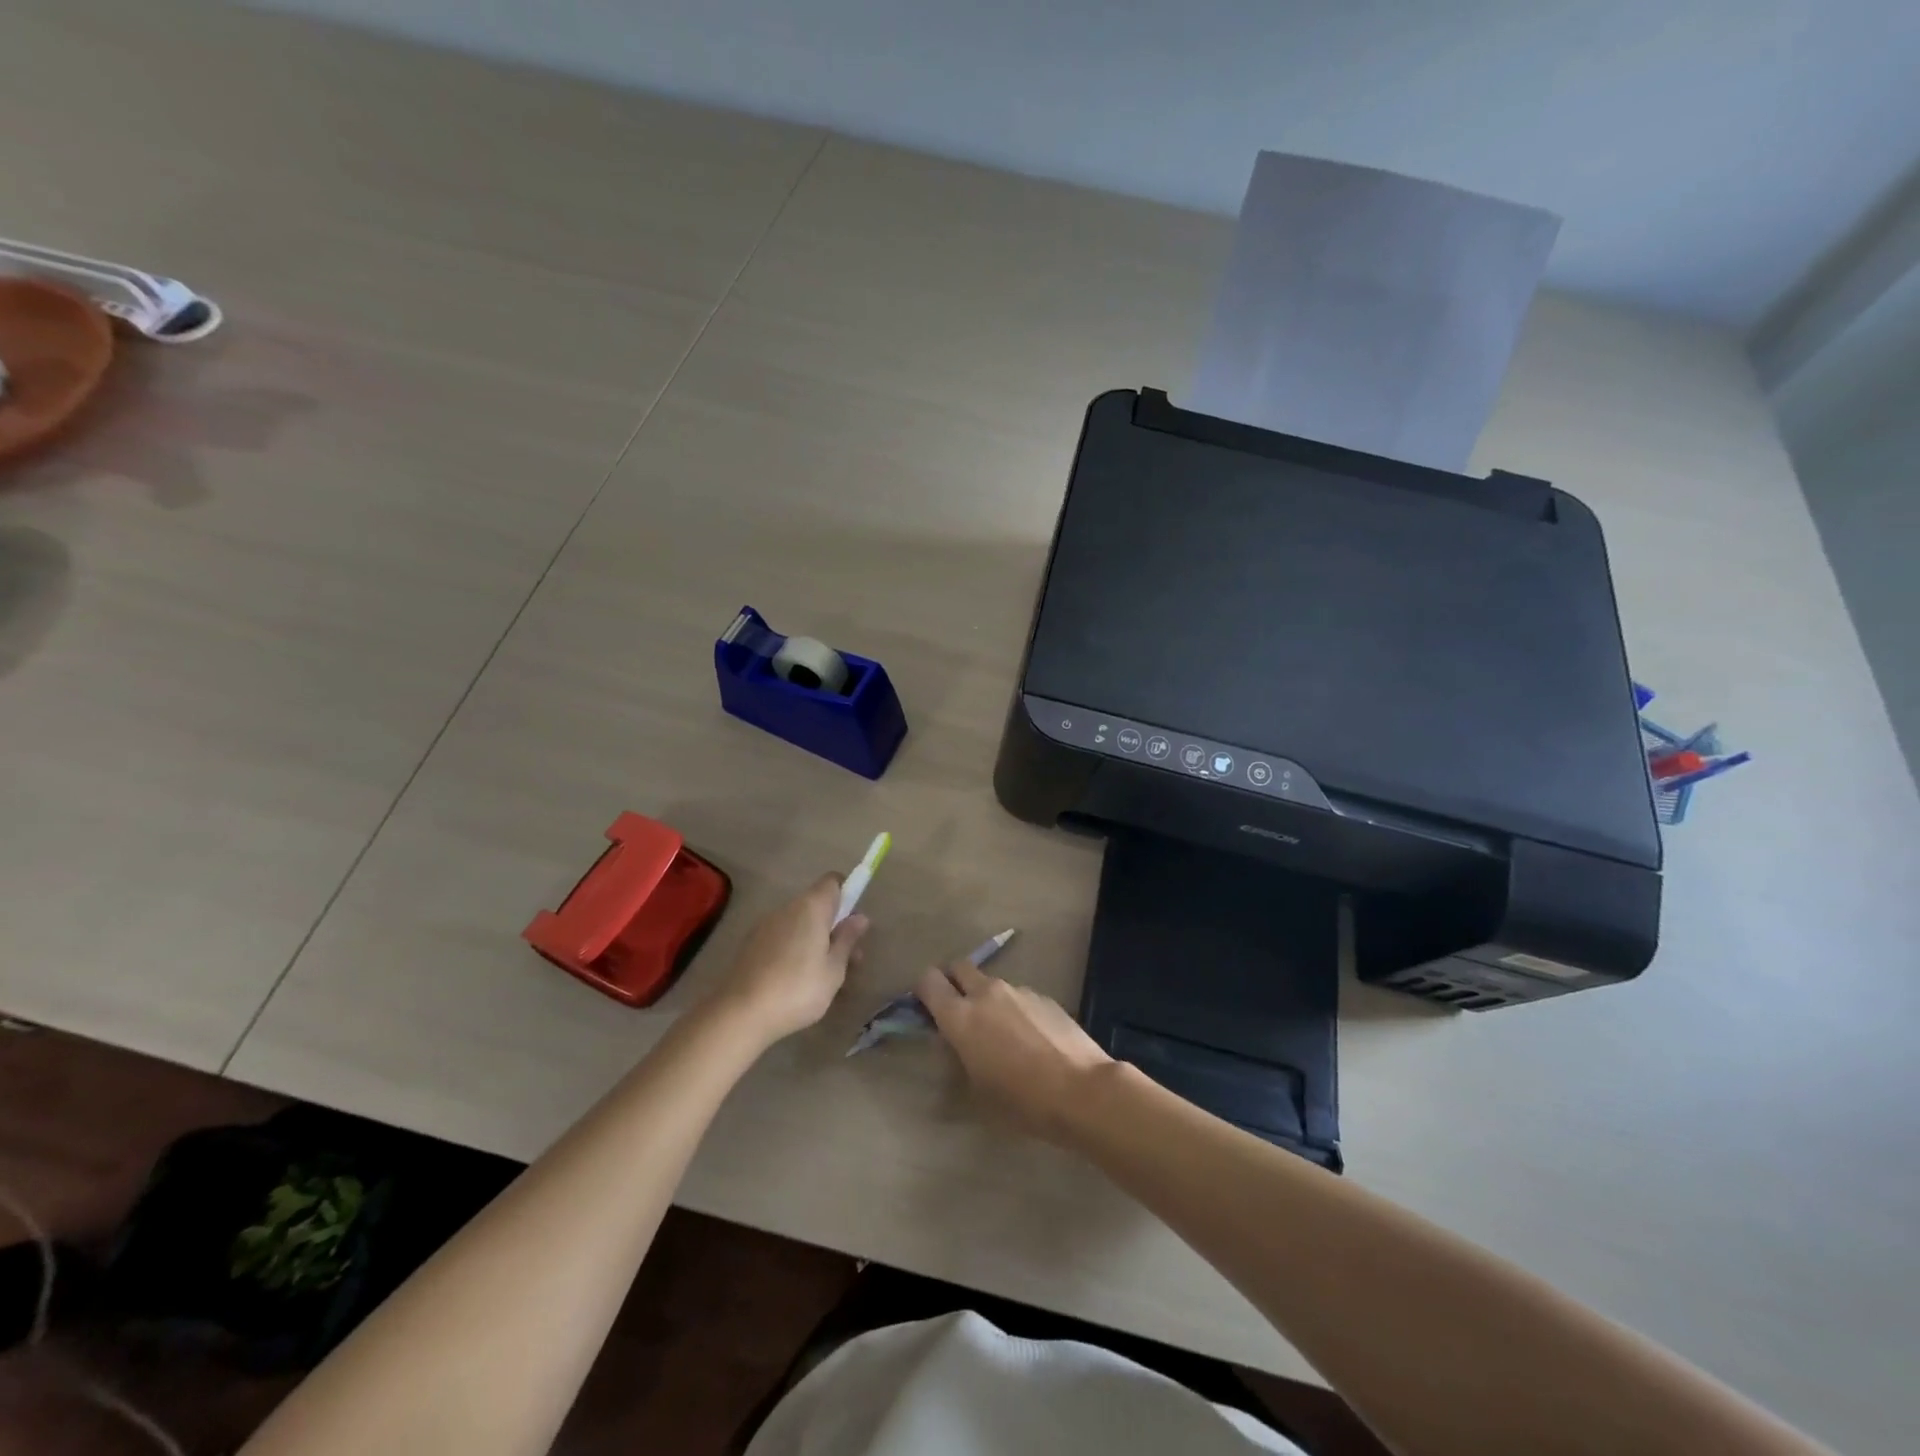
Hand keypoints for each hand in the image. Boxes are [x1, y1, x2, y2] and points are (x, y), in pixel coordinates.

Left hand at [710, 876, 868, 1044]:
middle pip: (816, 904)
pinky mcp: (751, 944)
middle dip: (834, 925)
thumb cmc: (798, 989)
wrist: (740, 1013)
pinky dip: (794, 949)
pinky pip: (781, 937)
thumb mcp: (834, 969)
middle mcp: (787, 908)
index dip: (847, 894)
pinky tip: (796, 980)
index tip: (854, 922)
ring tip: (824, 976)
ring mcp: (765, 925)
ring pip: (799, 923)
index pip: (832, 882)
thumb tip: (860, 917)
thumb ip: (847, 940)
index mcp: (811, 907)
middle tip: (848, 959)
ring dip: (814, 939)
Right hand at [916, 960, 1113, 1144]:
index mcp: (960, 1016)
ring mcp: (1018, 990)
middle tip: (958, 1011)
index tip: (926, 1009)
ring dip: (987, 999)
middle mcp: (986, 993)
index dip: (923, 991)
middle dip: (953, 982)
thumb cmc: (1020, 1100)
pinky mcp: (1043, 996)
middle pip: (959, 967)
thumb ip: (959, 1056)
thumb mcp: (977, 1089)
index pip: (928, 981)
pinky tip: (1030, 1040)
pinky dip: (1014, 1009)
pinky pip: (1018, 996)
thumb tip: (954, 1041)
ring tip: (1001, 1034)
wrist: (1080, 1090)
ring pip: (991, 983)